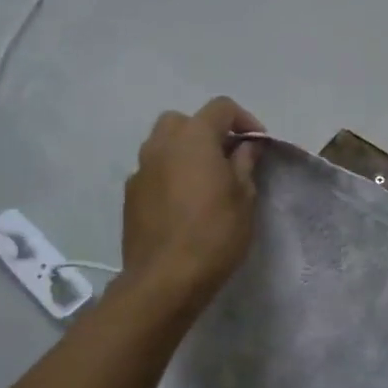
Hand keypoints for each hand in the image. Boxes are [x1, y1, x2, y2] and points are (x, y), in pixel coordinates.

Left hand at [121, 97, 264, 305]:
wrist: (164, 280)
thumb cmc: (214, 234)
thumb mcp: (244, 198)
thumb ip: (244, 164)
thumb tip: (245, 146)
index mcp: (193, 138)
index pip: (220, 107)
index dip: (244, 120)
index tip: (258, 145)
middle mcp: (161, 145)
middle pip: (185, 121)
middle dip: (208, 132)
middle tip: (227, 158)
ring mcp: (141, 170)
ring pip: (163, 144)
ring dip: (185, 152)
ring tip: (205, 181)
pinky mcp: (130, 196)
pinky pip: (153, 171)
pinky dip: (170, 175)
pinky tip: (183, 204)